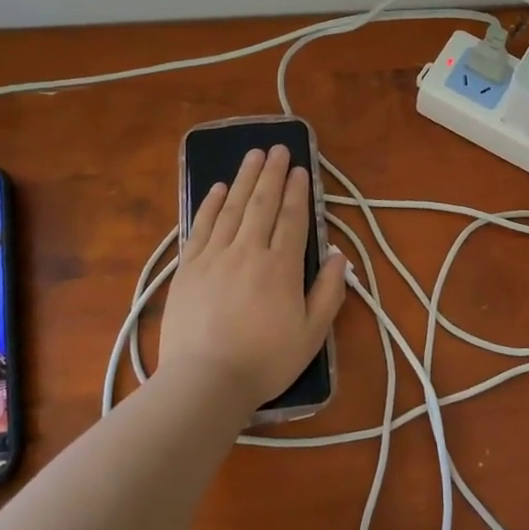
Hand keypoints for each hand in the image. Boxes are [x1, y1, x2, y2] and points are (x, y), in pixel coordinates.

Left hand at [158, 145, 347, 416]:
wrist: (205, 381)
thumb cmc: (265, 361)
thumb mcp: (312, 334)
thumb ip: (329, 293)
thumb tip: (340, 257)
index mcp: (281, 266)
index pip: (292, 217)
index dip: (297, 190)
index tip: (299, 168)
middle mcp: (249, 250)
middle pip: (262, 203)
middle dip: (271, 173)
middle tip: (276, 148)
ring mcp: (215, 255)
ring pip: (232, 207)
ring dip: (243, 178)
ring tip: (252, 155)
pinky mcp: (188, 267)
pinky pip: (201, 226)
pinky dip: (209, 204)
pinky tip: (216, 188)